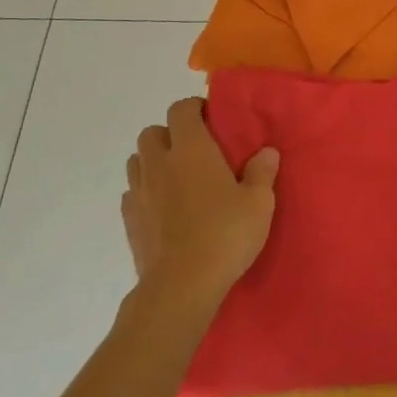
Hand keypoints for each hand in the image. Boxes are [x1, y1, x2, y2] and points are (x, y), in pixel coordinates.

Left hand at [124, 98, 278, 311]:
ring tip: (177, 178)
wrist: (180, 287)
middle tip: (194, 151)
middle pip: (152, 132)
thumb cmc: (224, 236)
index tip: (212, 121)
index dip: (194, 109)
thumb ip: (262, 172)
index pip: (181, 109)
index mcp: (191, 149)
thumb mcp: (259, 203)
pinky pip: (132, 192)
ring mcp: (139, 192)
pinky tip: (164, 207)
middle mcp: (160, 163)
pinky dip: (145, 191)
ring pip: (137, 160)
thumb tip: (267, 151)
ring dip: (154, 161)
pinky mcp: (129, 221)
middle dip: (170, 135)